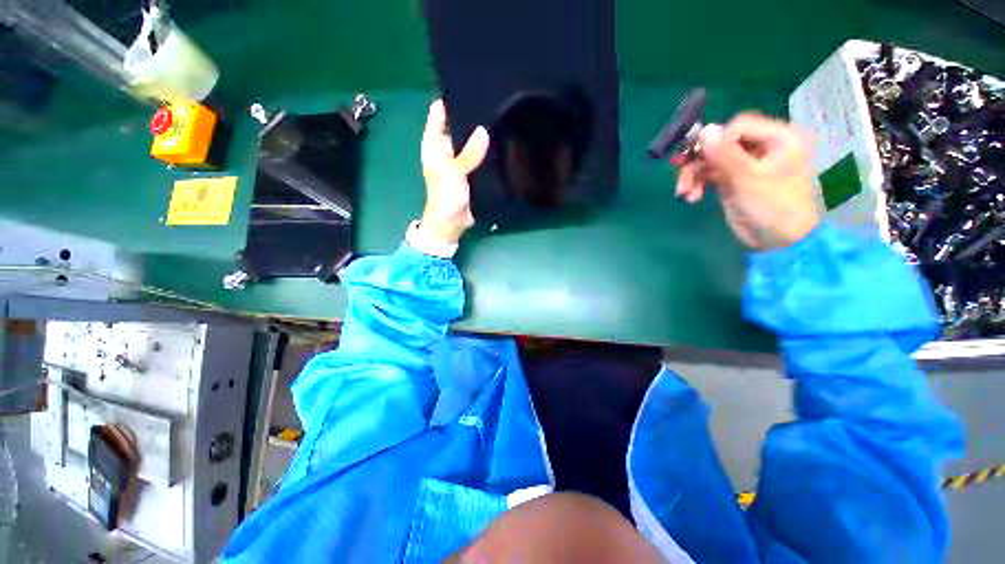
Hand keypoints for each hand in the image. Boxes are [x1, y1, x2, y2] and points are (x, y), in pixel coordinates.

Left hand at [419, 99, 489, 244]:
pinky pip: (480, 157)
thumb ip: (468, 152)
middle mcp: (446, 148)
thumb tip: (483, 130)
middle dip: (472, 117)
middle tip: (493, 101)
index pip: (439, 114)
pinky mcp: (471, 172)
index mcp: (435, 144)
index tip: (469, 87)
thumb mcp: (454, 171)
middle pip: (458, 125)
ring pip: (471, 142)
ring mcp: (460, 160)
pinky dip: (487, 152)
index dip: (450, 100)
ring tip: (501, 117)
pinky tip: (501, 143)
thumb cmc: (445, 195)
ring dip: (482, 135)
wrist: (452, 222)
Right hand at [674, 113, 818, 250]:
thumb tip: (704, 129)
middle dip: (698, 159)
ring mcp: (746, 164)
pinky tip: (691, 197)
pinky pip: (709, 174)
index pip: (739, 126)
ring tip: (683, 192)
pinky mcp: (733, 180)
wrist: (778, 242)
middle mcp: (763, 146)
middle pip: (721, 142)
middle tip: (678, 170)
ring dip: (693, 174)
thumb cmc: (773, 207)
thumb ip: (725, 153)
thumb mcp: (748, 178)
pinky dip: (697, 184)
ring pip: (711, 159)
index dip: (715, 139)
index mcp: (778, 138)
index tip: (696, 157)